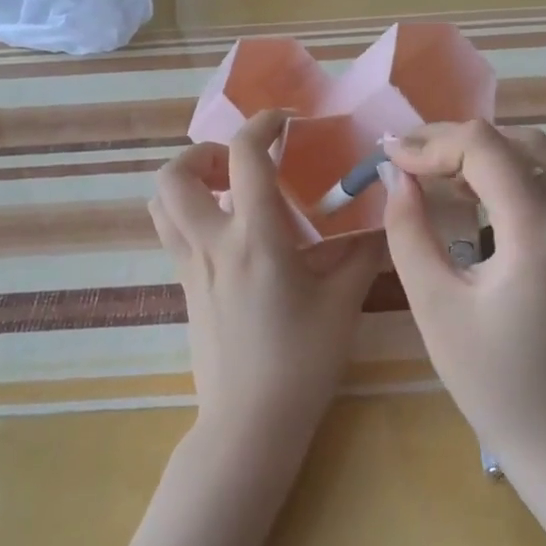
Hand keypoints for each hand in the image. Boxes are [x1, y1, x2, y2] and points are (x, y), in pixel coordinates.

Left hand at [150, 111, 385, 455]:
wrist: (250, 423)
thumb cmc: (301, 361)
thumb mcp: (342, 302)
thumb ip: (363, 252)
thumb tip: (384, 217)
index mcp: (255, 238)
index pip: (244, 156)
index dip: (262, 124)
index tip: (286, 123)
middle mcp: (212, 243)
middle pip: (174, 174)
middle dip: (203, 152)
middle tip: (240, 163)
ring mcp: (189, 266)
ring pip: (161, 203)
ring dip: (187, 181)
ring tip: (227, 190)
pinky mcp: (183, 287)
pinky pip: (171, 233)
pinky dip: (189, 212)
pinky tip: (229, 233)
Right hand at [380, 121, 545, 463]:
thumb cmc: (489, 376)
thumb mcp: (434, 303)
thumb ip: (409, 231)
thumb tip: (398, 178)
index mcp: (536, 229)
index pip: (484, 149)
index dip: (432, 144)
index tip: (389, 157)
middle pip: (512, 141)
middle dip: (453, 140)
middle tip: (405, 157)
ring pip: (531, 153)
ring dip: (479, 150)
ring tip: (430, 169)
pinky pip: (539, 179)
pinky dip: (499, 170)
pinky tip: (464, 190)